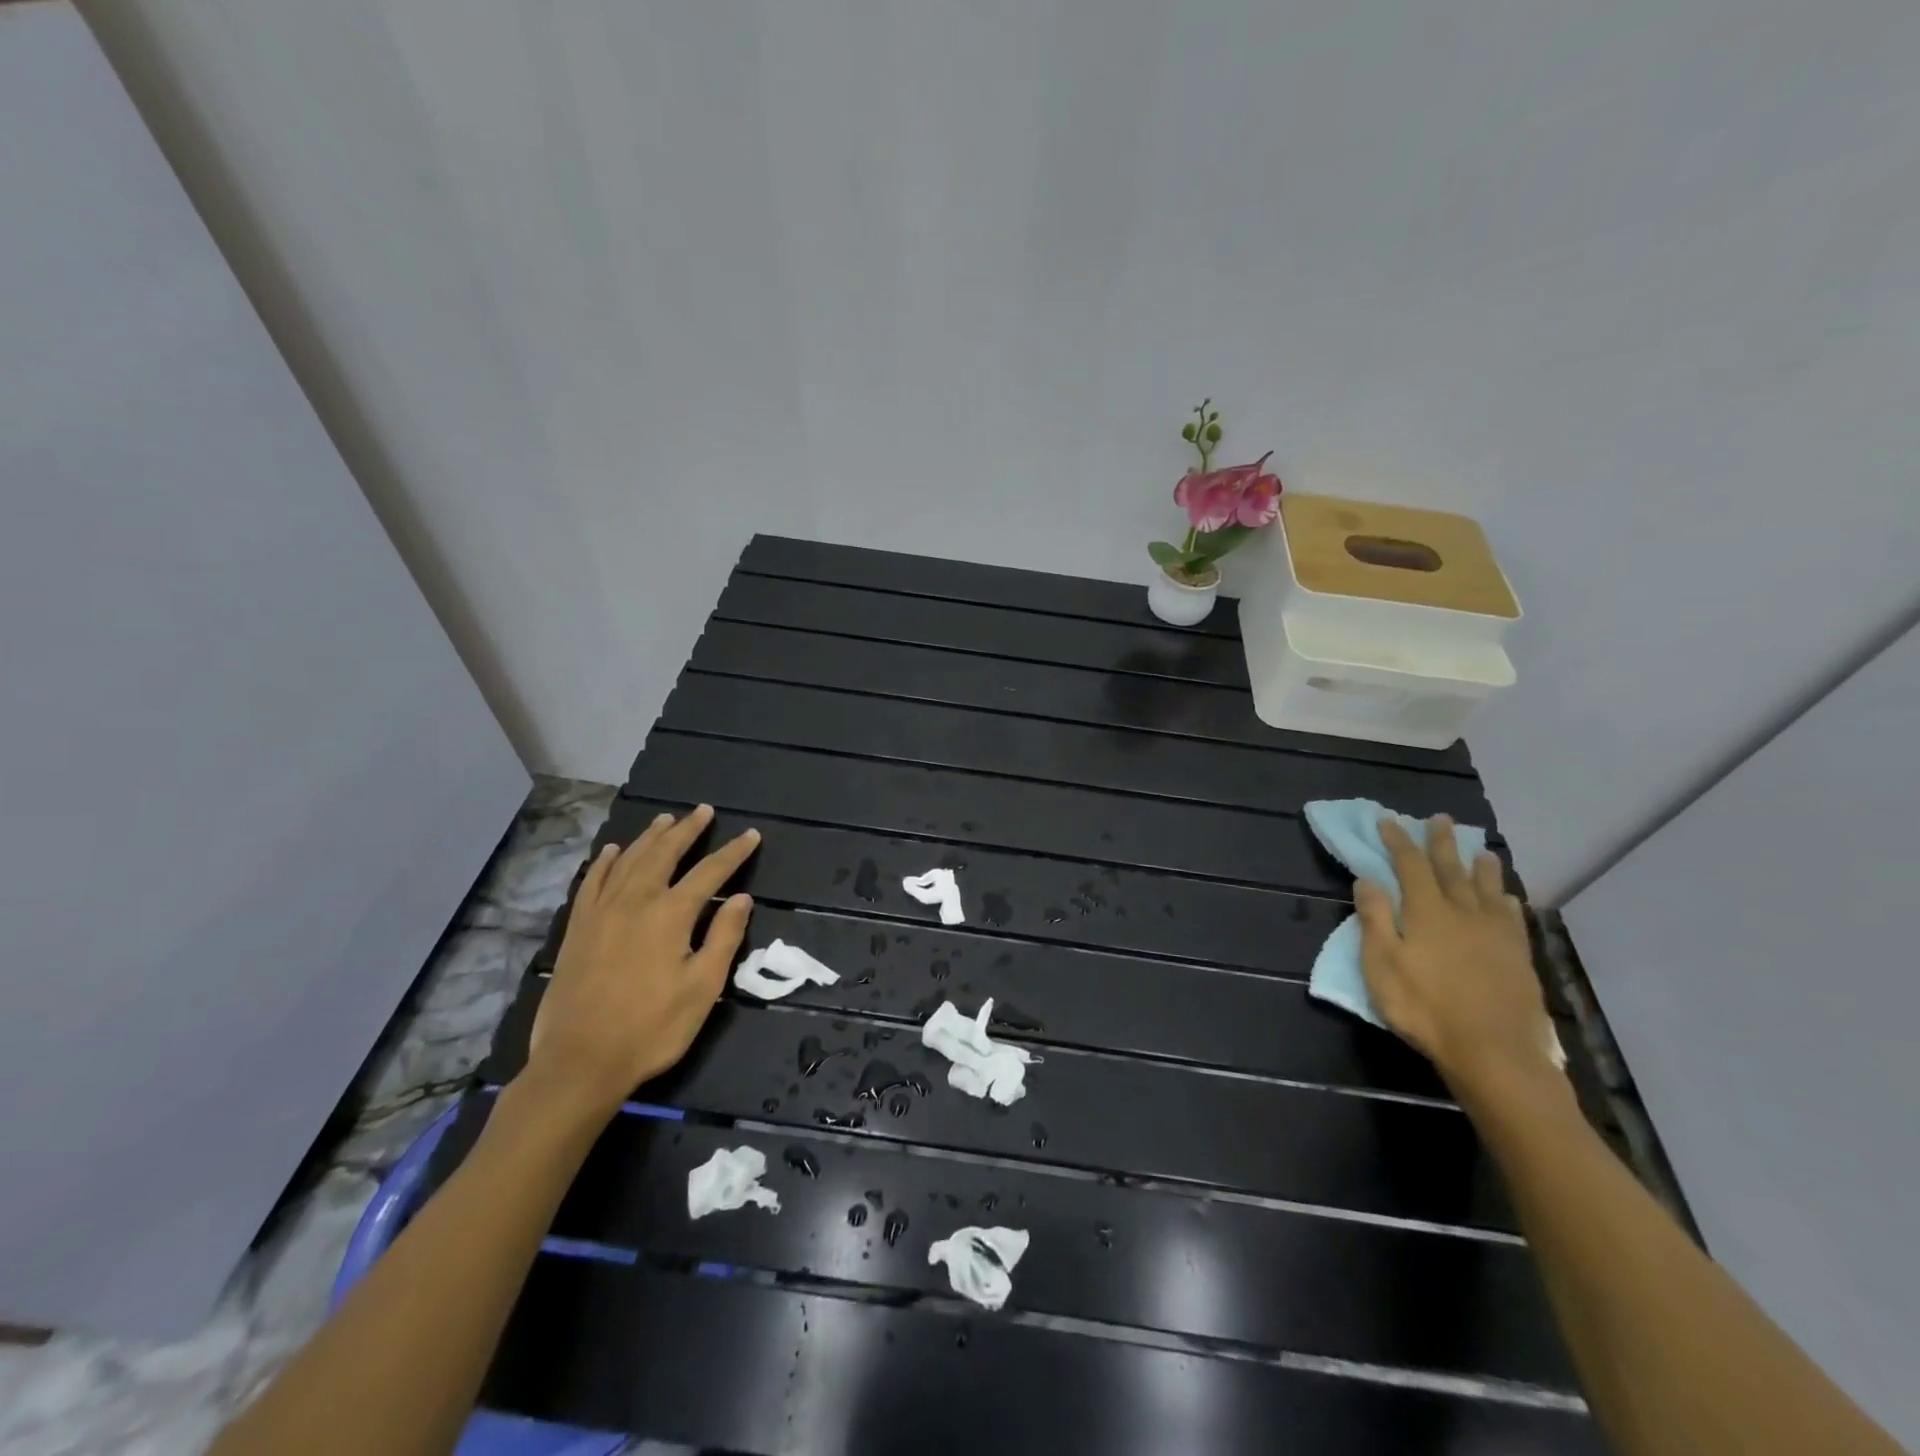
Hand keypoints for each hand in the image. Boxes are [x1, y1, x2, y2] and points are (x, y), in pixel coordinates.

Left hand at [521, 805, 759, 1120]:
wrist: (579, 1061)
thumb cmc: (651, 1027)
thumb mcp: (702, 988)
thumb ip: (724, 937)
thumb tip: (742, 898)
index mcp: (671, 914)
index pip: (710, 872)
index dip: (733, 852)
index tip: (750, 835)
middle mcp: (636, 901)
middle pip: (665, 853)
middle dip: (688, 830)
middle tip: (703, 811)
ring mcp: (601, 912)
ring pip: (628, 860)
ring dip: (649, 837)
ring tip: (665, 820)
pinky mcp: (578, 928)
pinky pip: (592, 882)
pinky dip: (604, 862)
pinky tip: (610, 851)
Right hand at [1355, 816, 1561, 1102]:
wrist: (1493, 1052)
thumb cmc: (1424, 1007)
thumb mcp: (1381, 964)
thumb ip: (1374, 918)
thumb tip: (1367, 878)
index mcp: (1426, 912)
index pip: (1409, 865)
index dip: (1398, 841)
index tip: (1388, 821)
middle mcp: (1463, 912)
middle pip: (1450, 868)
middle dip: (1441, 842)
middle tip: (1439, 819)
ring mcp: (1495, 934)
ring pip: (1487, 888)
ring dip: (1480, 866)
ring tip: (1480, 849)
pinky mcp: (1518, 956)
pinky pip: (1512, 918)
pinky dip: (1506, 900)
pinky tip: (1506, 898)